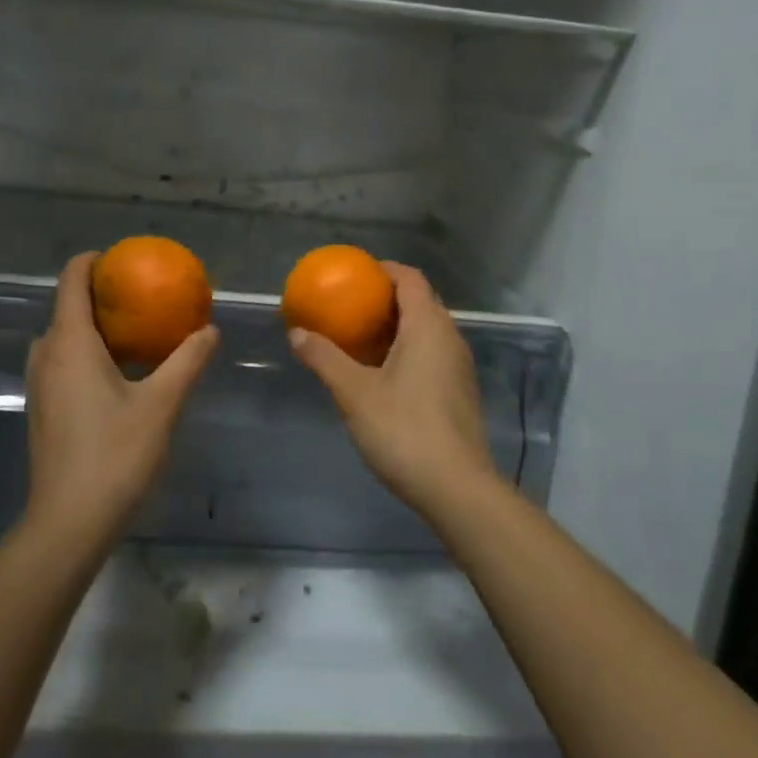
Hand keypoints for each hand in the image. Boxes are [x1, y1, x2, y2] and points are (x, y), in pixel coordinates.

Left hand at [23, 252, 218, 544]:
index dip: (93, 261)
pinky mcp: (42, 408)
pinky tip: (121, 372)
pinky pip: (63, 361)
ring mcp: (40, 384)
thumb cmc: (115, 455)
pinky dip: (88, 351)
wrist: (68, 522)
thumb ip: (188, 361)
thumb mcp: (162, 404)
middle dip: (101, 294)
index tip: (124, 259)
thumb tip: (211, 330)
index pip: (71, 279)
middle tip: (142, 295)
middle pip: (67, 306)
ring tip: (136, 330)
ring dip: (95, 325)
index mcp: (70, 342)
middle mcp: (46, 355)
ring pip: (64, 337)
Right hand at [290, 262, 502, 519]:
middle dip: (386, 298)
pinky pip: (433, 353)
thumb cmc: (403, 430)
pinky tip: (384, 374)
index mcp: (428, 326)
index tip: (355, 275)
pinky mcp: (460, 391)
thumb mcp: (354, 393)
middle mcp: (450, 337)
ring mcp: (459, 366)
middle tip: (351, 306)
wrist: (456, 487)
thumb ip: (324, 358)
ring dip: (397, 326)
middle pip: (420, 301)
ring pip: (428, 329)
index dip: (383, 270)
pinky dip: (408, 349)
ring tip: (361, 338)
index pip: (410, 278)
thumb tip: (296, 332)